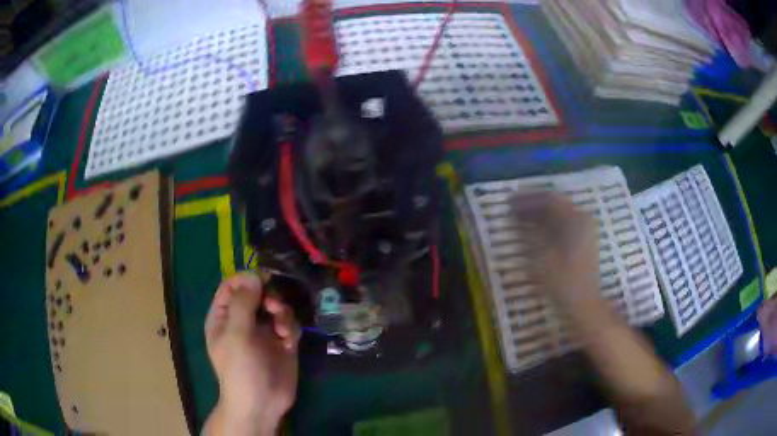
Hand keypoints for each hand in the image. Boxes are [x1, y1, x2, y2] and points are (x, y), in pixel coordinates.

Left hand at [203, 273, 300, 435]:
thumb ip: (243, 303)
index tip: (263, 281)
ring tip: (282, 328)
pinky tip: (289, 340)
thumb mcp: (236, 334)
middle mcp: (243, 320)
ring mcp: (264, 332)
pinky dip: (291, 327)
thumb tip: (253, 275)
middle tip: (273, 306)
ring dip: (282, 312)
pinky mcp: (283, 343)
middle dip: (268, 296)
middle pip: (257, 293)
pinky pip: (289, 323)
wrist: (262, 403)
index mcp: (224, 317)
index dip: (246, 280)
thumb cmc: (240, 369)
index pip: (232, 286)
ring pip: (275, 306)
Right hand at [511, 192, 600, 312]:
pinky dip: (548, 223)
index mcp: (574, 219)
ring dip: (539, 214)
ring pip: (558, 213)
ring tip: (520, 219)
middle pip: (555, 203)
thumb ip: (530, 233)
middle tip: (512, 209)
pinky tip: (535, 230)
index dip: (526, 199)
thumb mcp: (543, 257)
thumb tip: (517, 216)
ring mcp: (584, 229)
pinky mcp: (583, 240)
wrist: (584, 304)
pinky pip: (563, 223)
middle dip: (532, 204)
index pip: (548, 199)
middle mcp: (581, 219)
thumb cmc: (563, 282)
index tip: (508, 203)